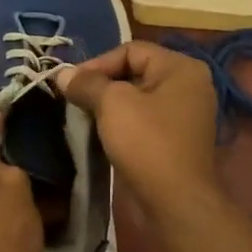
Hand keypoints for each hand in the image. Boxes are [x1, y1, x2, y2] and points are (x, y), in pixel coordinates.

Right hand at [57, 41, 219, 214]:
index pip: (131, 50)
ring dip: (109, 105)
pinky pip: (144, 119)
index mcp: (180, 67)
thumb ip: (87, 83)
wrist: (175, 201)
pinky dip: (123, 122)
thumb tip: (62, 74)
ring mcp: (186, 113)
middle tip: (74, 100)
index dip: (97, 63)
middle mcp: (189, 84)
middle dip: (101, 85)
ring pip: (137, 98)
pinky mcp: (177, 138)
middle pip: (134, 72)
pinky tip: (102, 134)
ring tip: (83, 117)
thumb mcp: (112, 104)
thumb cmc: (146, 143)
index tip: (70, 84)